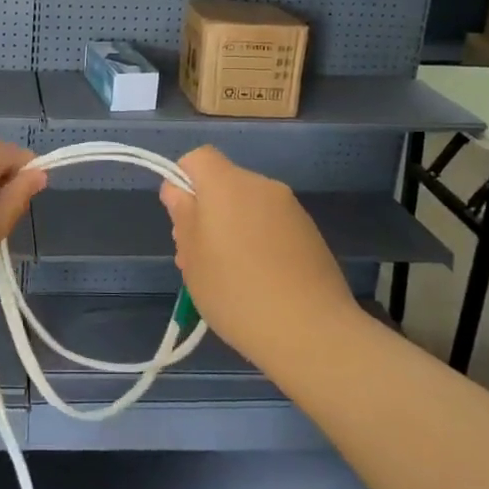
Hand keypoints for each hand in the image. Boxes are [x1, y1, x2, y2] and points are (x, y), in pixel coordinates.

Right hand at [160, 146, 358, 365]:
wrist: (311, 331)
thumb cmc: (236, 291)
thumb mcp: (192, 256)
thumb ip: (182, 215)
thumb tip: (178, 189)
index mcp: (228, 184)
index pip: (199, 158)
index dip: (183, 181)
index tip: (181, 219)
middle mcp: (262, 186)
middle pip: (223, 183)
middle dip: (206, 211)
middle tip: (196, 258)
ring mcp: (291, 209)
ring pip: (247, 206)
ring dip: (231, 228)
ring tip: (226, 276)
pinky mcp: (310, 233)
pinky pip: (271, 224)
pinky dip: (257, 241)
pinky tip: (258, 281)